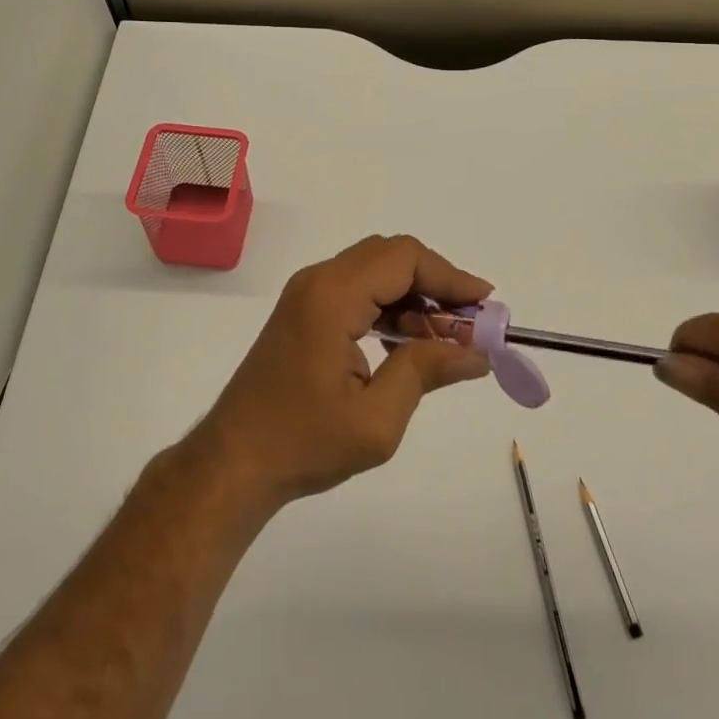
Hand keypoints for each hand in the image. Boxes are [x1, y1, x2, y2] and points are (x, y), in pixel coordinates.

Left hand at [193, 235, 491, 511]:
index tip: (485, 304)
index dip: (450, 276)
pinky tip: (408, 343)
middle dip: (435, 284)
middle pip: (390, 256)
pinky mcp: (304, 311)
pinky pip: (357, 290)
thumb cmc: (303, 442)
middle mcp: (318, 280)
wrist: (233, 462)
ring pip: (375, 271)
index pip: (404, 259)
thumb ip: (426, 372)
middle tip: (468, 324)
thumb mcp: (376, 419)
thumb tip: (476, 353)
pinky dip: (390, 306)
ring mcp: (307, 293)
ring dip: (414, 296)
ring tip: (444, 340)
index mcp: (333, 296)